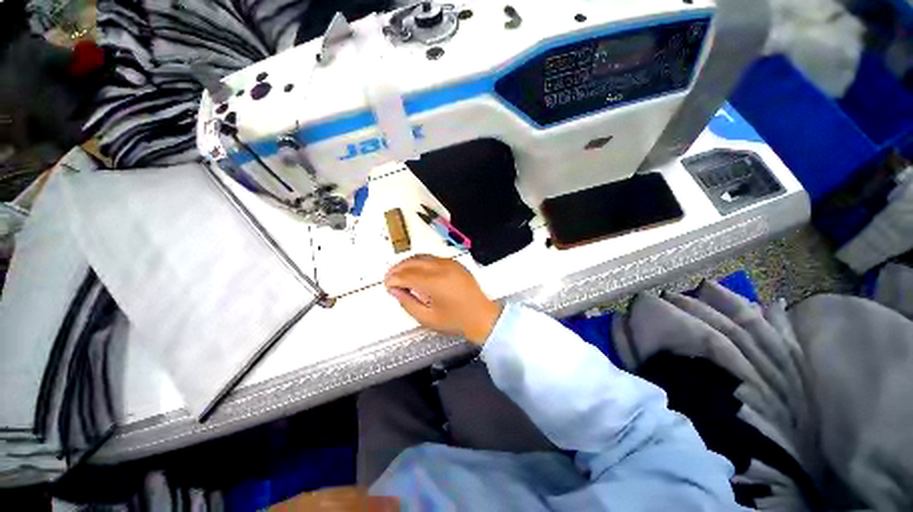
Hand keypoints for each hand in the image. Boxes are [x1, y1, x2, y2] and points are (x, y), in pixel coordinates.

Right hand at [384, 255, 501, 343]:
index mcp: (435, 282)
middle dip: (398, 268)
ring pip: (422, 257)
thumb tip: (395, 290)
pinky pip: (433, 258)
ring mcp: (450, 263)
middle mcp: (442, 268)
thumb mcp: (428, 318)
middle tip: (390, 277)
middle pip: (413, 262)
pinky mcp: (455, 263)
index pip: (407, 275)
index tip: (387, 285)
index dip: (394, 279)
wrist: (482, 316)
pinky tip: (416, 270)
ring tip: (400, 273)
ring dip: (408, 263)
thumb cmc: (456, 320)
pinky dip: (421, 262)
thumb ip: (408, 303)